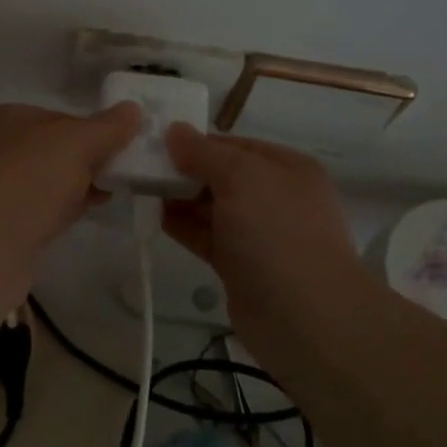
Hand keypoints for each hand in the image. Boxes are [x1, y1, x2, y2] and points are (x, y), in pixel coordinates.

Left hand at [0, 102, 143, 291]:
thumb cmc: (27, 182)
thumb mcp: (76, 144)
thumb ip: (107, 127)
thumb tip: (133, 109)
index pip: (56, 117)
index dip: (90, 130)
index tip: (119, 147)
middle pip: (51, 149)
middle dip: (86, 159)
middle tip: (120, 171)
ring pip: (45, 181)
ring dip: (77, 185)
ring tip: (110, 192)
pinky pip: (37, 209)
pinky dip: (62, 208)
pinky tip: (87, 212)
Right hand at [162, 124, 367, 329]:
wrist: (303, 316)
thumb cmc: (276, 231)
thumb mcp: (241, 177)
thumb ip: (204, 153)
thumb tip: (175, 130)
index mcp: (287, 168)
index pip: (235, 146)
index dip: (197, 142)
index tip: (157, 142)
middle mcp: (276, 197)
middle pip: (222, 176)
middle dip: (186, 171)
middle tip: (142, 167)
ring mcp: (259, 234)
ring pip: (213, 207)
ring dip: (181, 199)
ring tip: (142, 190)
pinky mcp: (241, 265)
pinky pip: (208, 237)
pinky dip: (185, 227)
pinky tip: (158, 218)